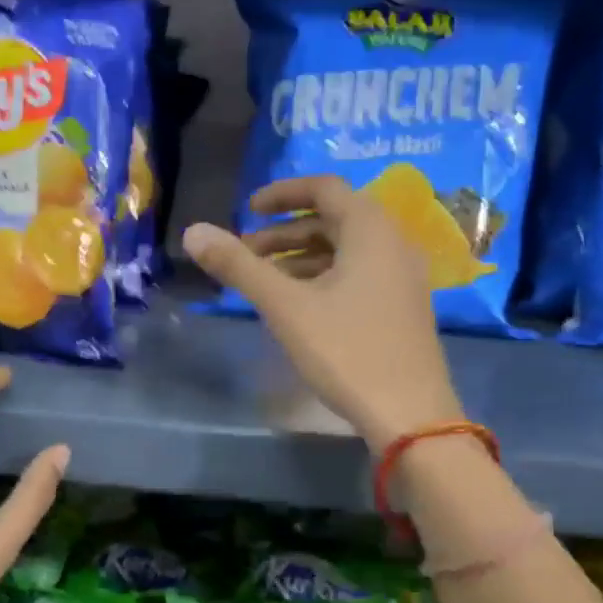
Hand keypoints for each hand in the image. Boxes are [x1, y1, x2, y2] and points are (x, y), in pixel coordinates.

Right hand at [184, 176, 462, 450]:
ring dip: (300, 257)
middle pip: (333, 219)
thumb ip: (239, 267)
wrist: (409, 414)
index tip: (246, 211)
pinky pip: (357, 274)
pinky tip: (297, 306)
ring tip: (262, 281)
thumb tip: (192, 232)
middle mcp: (393, 243)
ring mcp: (402, 277)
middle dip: (284, 232)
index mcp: (371, 230)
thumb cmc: (347, 351)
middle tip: (245, 253)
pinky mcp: (401, 307)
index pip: (324, 187)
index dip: (281, 194)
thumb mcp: (285, 307)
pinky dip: (322, 277)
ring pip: (344, 250)